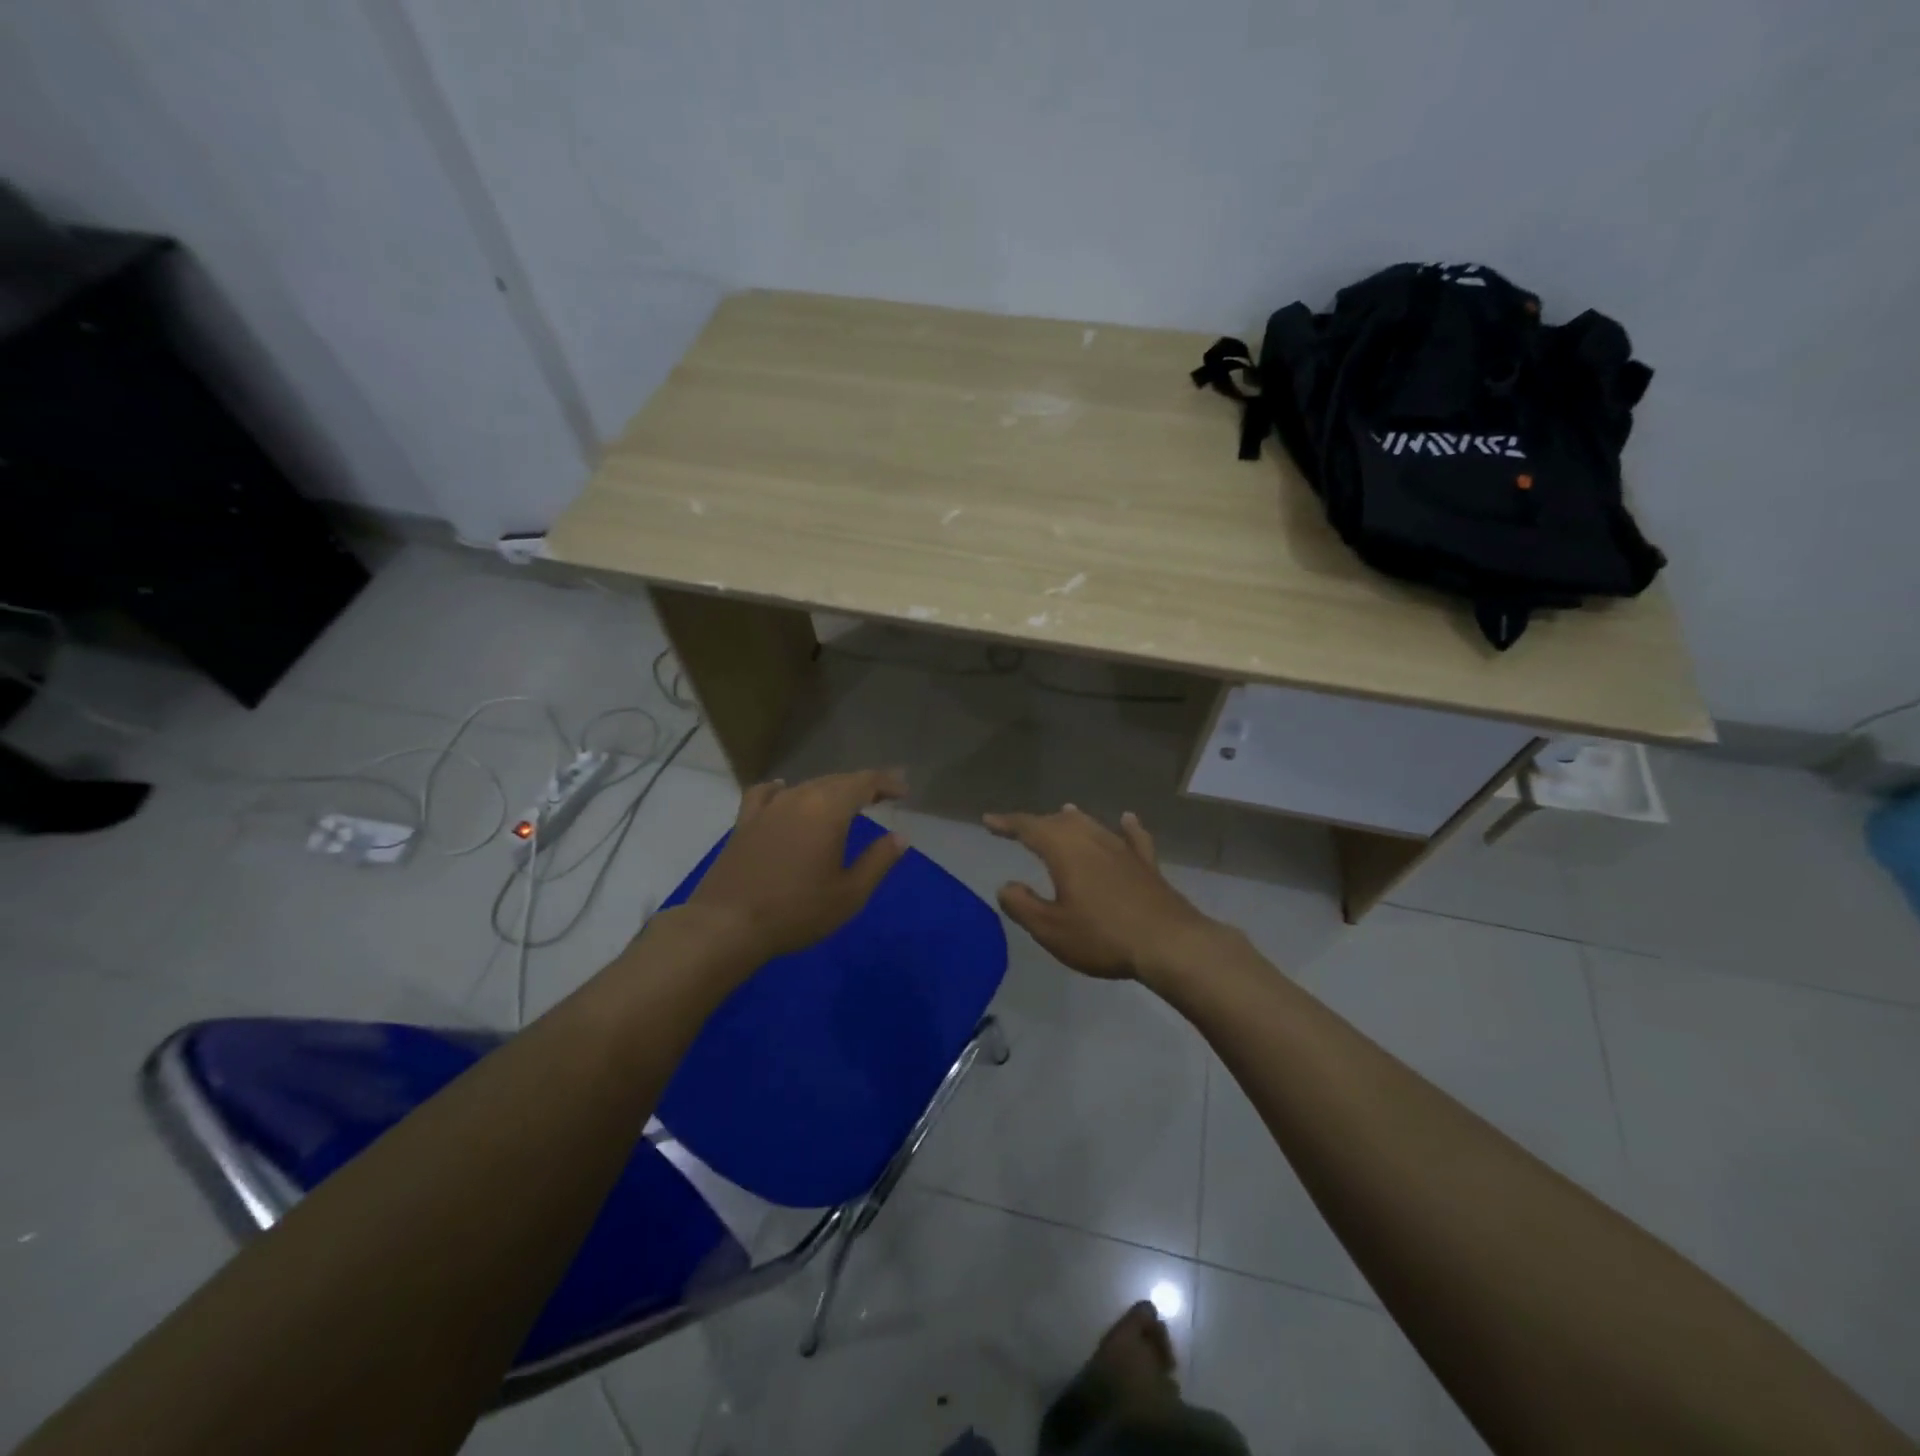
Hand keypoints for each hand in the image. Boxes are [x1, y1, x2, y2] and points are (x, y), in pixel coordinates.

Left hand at [686, 768, 909, 961]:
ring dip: (830, 789)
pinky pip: (766, 793)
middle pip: (836, 780)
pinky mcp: (744, 821)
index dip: (887, 782)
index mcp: (829, 809)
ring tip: (844, 800)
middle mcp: (799, 797)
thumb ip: (878, 861)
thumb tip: (900, 837)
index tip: (903, 791)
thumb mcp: (849, 894)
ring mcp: (768, 807)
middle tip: (882, 794)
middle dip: (862, 784)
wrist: (728, 924)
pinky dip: (783, 789)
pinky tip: (784, 791)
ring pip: (806, 786)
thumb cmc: (796, 910)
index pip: (864, 782)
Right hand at [982, 805, 1219, 982]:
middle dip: (1038, 823)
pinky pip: (1133, 837)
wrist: (1168, 943)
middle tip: (1021, 828)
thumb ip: (1022, 906)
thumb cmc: (1102, 936)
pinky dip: (1127, 827)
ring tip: (1063, 812)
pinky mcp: (1146, 864)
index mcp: (1064, 851)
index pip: (1029, 827)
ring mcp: (1123, 850)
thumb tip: (1006, 886)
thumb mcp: (1051, 929)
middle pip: (1060, 823)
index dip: (1007, 823)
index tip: (989, 820)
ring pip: (1093, 825)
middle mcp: (1092, 840)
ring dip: (1074, 820)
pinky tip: (1127, 819)